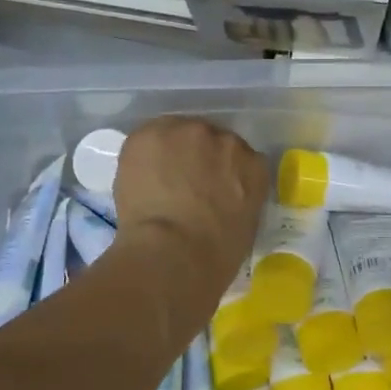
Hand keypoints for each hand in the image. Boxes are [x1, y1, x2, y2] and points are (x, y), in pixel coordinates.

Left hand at [112, 117, 267, 277]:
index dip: (220, 171)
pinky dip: (140, 157)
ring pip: (175, 134)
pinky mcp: (151, 134)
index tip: (209, 187)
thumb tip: (219, 197)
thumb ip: (237, 199)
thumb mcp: (244, 226)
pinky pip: (145, 140)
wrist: (174, 253)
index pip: (239, 157)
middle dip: (195, 158)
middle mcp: (225, 140)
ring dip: (167, 153)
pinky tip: (137, 179)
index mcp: (253, 166)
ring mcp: (187, 133)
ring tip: (154, 181)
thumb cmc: (214, 256)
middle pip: (207, 139)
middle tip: (180, 184)